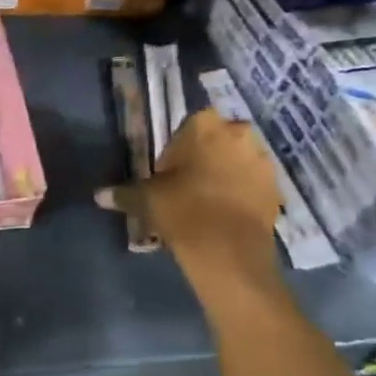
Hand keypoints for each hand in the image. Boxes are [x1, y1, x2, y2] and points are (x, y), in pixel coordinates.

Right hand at [95, 111, 281, 278]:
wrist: (229, 251)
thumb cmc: (182, 211)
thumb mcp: (145, 200)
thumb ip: (123, 193)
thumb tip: (98, 196)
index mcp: (205, 125)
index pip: (188, 126)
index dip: (177, 149)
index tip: (168, 172)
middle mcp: (239, 133)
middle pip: (217, 140)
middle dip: (205, 158)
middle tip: (186, 186)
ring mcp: (262, 160)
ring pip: (238, 160)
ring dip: (225, 174)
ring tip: (207, 203)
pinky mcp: (276, 187)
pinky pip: (253, 183)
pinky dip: (241, 193)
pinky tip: (225, 215)